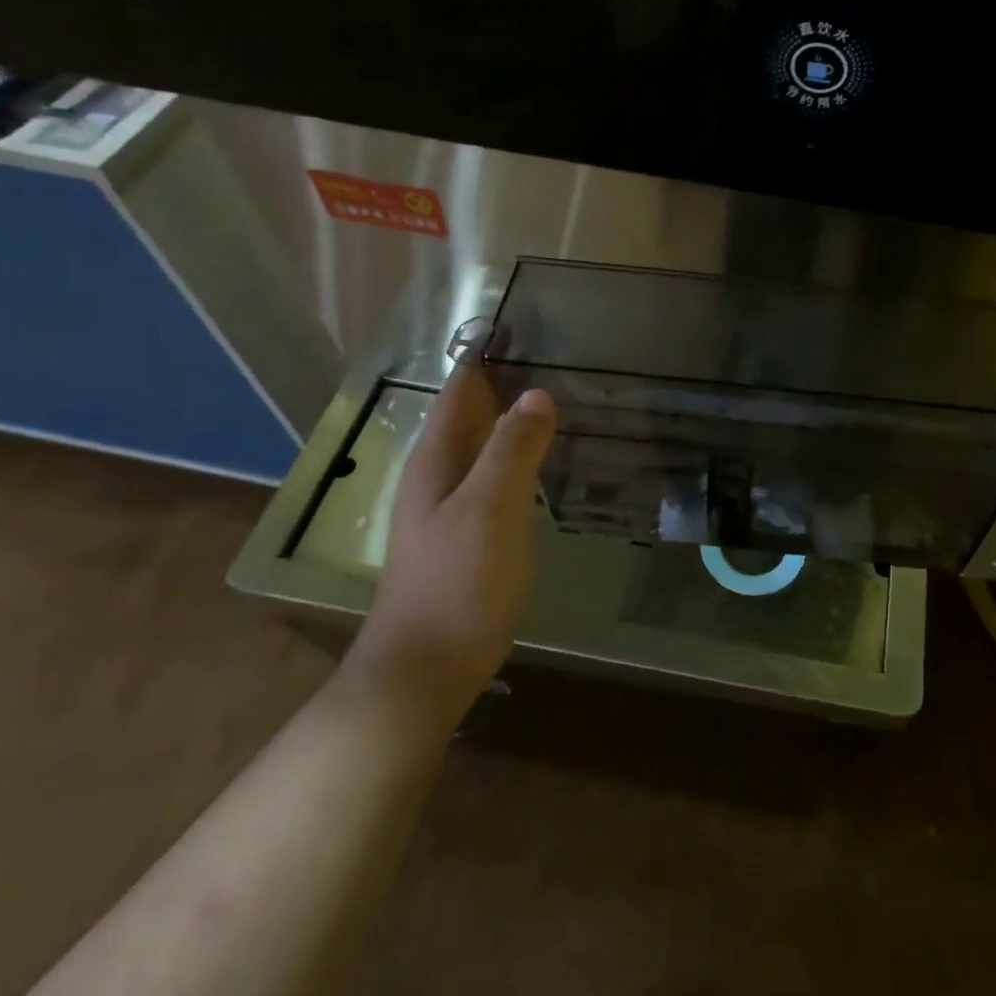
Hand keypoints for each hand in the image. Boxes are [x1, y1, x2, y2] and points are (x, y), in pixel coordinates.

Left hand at [343, 368, 556, 729]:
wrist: (428, 666)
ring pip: (487, 446)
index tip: (534, 329)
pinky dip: (521, 458)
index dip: (491, 357)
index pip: (462, 389)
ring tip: (566, 400)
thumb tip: (537, 393)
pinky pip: (498, 478)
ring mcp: (453, 506)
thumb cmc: (458, 581)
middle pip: (474, 414)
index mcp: (436, 458)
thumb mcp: (490, 508)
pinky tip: (550, 462)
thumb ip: (512, 449)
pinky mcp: (471, 533)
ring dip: (517, 422)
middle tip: (566, 362)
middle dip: (510, 385)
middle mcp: (439, 473)